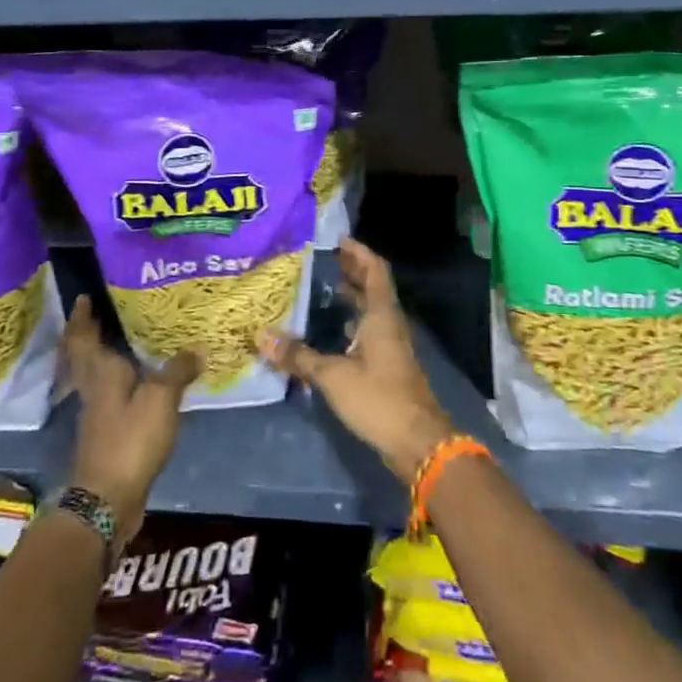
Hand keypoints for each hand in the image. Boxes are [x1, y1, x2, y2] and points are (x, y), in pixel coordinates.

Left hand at [64, 296, 198, 543]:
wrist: (107, 499)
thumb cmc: (130, 440)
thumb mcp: (161, 399)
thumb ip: (177, 371)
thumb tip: (195, 350)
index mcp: (100, 373)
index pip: (83, 337)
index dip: (81, 317)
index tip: (83, 297)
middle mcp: (93, 389)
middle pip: (84, 356)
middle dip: (89, 334)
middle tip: (104, 313)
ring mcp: (97, 414)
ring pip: (96, 375)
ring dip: (104, 357)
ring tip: (127, 342)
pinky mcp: (107, 434)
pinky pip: (111, 396)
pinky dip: (120, 382)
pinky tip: (140, 383)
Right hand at [259, 238, 454, 480]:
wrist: (418, 442)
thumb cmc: (378, 399)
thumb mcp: (333, 376)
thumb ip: (299, 357)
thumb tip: (262, 337)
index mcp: (381, 316)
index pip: (374, 270)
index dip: (358, 252)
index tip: (337, 239)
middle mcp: (389, 324)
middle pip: (373, 287)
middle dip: (351, 271)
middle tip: (322, 260)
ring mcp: (391, 346)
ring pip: (371, 310)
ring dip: (351, 297)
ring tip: (321, 288)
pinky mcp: (388, 366)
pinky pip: (368, 331)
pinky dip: (351, 322)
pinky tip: (331, 330)